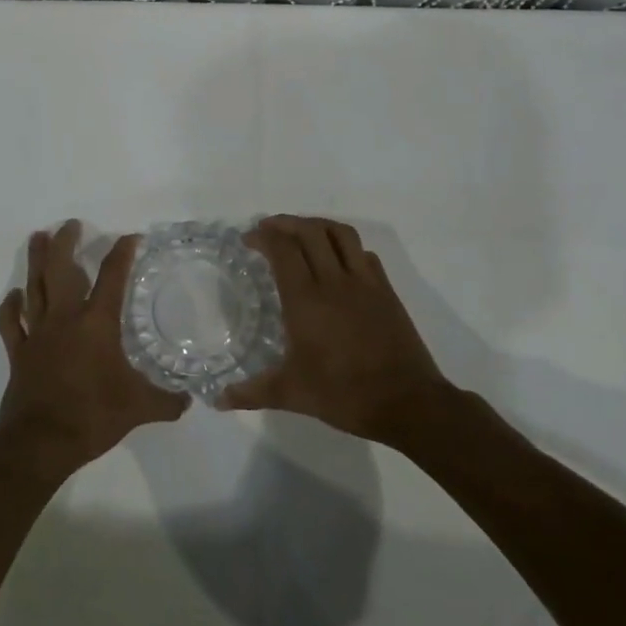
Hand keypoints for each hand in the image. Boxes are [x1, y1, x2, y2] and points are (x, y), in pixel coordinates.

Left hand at [0, 220, 189, 477]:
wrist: (41, 443)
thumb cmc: (93, 417)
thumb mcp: (140, 408)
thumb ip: (167, 401)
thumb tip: (190, 399)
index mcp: (96, 324)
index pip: (112, 278)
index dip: (122, 253)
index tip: (130, 237)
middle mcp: (65, 319)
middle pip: (62, 270)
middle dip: (66, 243)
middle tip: (70, 224)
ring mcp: (38, 334)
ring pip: (34, 287)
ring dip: (36, 261)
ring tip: (37, 237)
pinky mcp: (19, 353)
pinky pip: (12, 323)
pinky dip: (12, 306)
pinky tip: (15, 294)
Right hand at [222, 215, 451, 444]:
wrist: (406, 402)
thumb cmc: (343, 394)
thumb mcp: (291, 394)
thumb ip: (251, 392)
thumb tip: (218, 400)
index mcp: (306, 300)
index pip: (283, 249)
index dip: (263, 236)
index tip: (248, 239)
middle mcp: (334, 281)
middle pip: (310, 232)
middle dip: (286, 223)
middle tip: (269, 229)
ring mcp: (365, 283)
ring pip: (341, 234)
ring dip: (317, 225)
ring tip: (302, 233)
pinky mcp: (386, 291)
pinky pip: (364, 254)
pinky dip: (346, 247)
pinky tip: (338, 261)